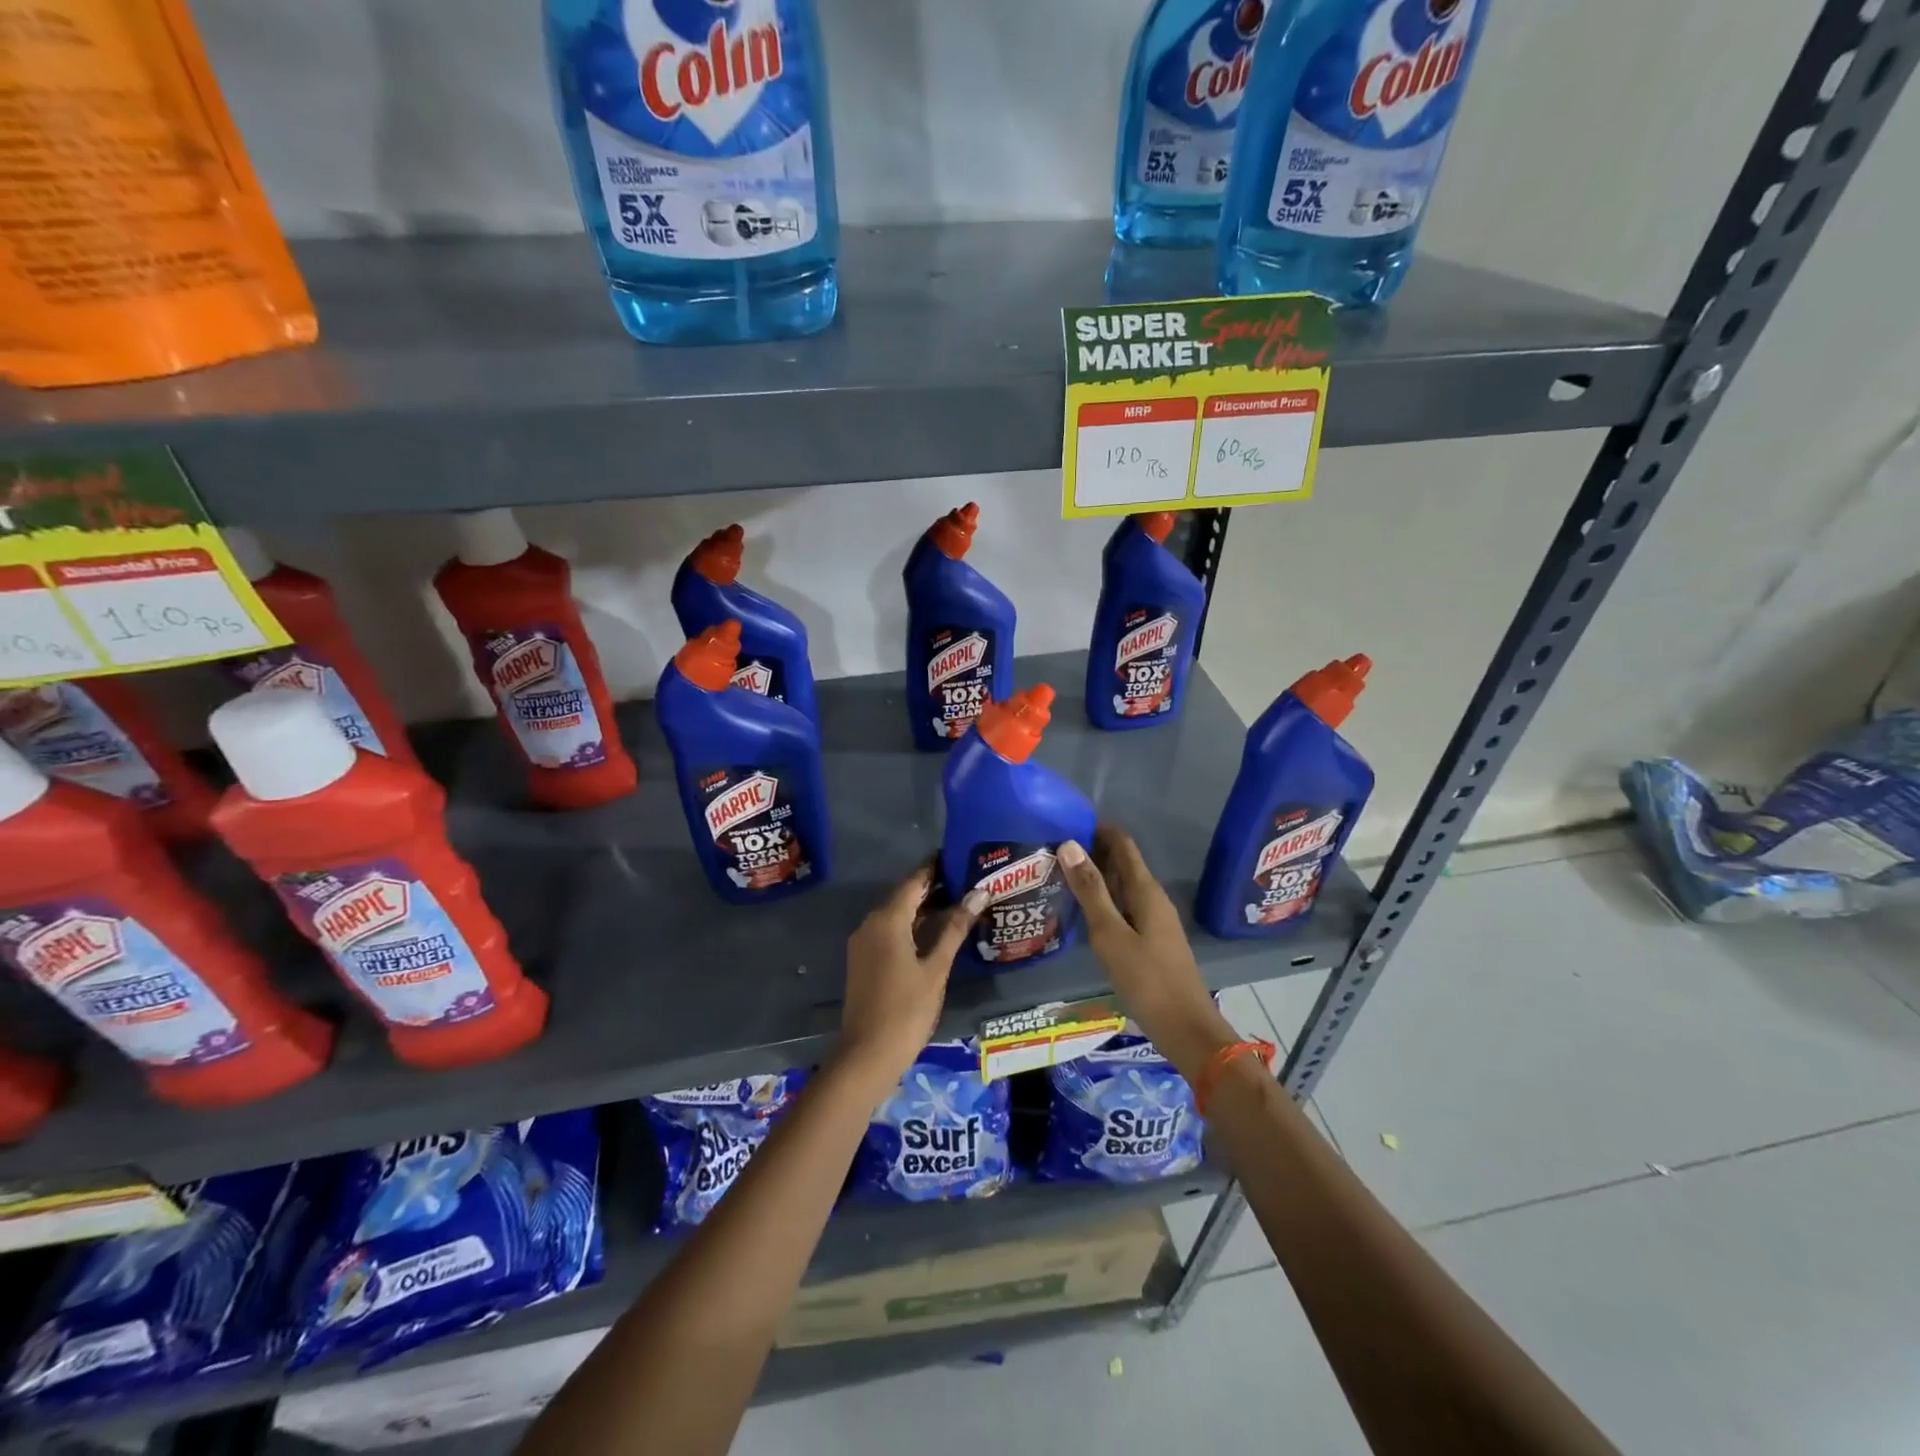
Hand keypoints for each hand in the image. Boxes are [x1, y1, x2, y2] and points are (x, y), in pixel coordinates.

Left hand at [836, 864, 984, 1102]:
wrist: (867, 1055)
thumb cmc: (906, 1009)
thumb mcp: (936, 968)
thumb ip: (955, 928)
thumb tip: (979, 893)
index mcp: (887, 919)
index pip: (914, 881)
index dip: (936, 868)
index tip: (960, 856)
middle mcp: (870, 923)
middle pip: (904, 895)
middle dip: (934, 887)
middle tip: (968, 879)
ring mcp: (864, 943)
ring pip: (897, 914)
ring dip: (924, 908)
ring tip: (959, 902)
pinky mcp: (864, 960)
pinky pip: (890, 931)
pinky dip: (912, 926)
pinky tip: (937, 932)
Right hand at [1059, 826, 1237, 1078]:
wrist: (1186, 1029)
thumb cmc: (1146, 980)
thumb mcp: (1110, 934)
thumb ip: (1090, 891)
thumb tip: (1069, 844)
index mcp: (1146, 891)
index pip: (1122, 844)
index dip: (1097, 829)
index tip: (1065, 822)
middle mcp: (1153, 899)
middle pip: (1123, 863)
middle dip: (1092, 852)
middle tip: (1052, 851)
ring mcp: (1155, 921)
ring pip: (1122, 887)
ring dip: (1096, 878)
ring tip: (1060, 877)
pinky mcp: (1151, 941)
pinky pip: (1124, 907)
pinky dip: (1103, 901)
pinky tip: (1082, 913)